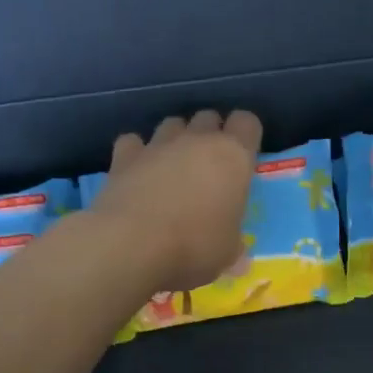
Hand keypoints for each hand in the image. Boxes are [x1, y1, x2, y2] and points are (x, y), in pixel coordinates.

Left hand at [88, 110, 262, 291]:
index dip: (246, 135)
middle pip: (208, 117)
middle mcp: (197, 141)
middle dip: (211, 134)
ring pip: (172, 124)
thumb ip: (233, 243)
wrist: (130, 245)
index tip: (243, 158)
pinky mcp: (124, 157)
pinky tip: (137, 172)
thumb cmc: (194, 247)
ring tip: (174, 168)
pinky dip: (137, 153)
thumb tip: (238, 254)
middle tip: (210, 167)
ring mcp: (158, 145)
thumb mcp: (227, 253)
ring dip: (176, 140)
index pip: (248, 122)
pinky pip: (133, 142)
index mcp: (233, 157)